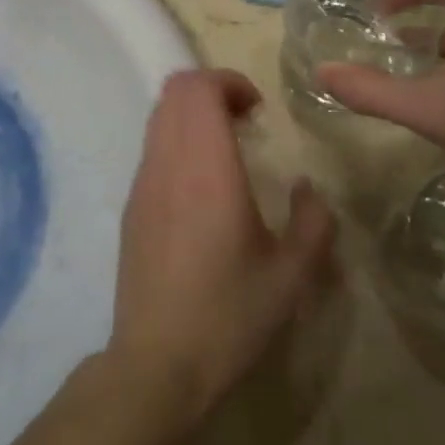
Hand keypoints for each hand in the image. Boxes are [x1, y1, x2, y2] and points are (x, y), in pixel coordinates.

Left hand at [108, 70, 334, 432]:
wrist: (157, 363)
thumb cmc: (229, 316)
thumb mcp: (291, 276)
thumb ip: (313, 223)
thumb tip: (307, 189)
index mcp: (206, 167)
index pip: (198, 88)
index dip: (229, 81)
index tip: (258, 110)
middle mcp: (168, 162)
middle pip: (175, 90)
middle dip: (212, 90)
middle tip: (244, 120)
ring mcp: (143, 181)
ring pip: (159, 114)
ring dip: (192, 114)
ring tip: (226, 148)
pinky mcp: (131, 203)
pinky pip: (152, 145)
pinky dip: (177, 138)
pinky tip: (201, 183)